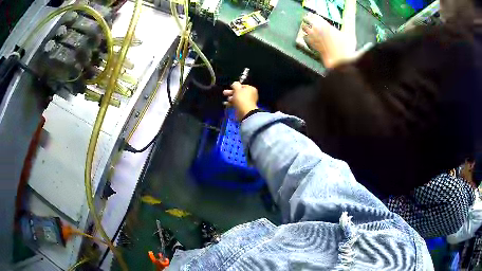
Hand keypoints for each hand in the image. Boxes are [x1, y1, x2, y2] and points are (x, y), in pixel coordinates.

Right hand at [223, 82, 258, 120]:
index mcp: (251, 89)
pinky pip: (237, 104)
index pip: (242, 86)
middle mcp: (250, 95)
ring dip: (231, 98)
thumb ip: (235, 84)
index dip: (235, 86)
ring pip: (237, 98)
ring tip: (226, 99)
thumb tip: (234, 83)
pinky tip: (226, 103)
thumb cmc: (242, 98)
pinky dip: (232, 103)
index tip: (230, 87)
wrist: (245, 112)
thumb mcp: (237, 89)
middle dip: (231, 92)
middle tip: (224, 92)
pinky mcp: (244, 107)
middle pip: (239, 92)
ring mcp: (247, 102)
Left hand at [302, 14, 356, 68]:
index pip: (315, 16)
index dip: (314, 15)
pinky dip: (305, 36)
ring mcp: (314, 38)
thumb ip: (349, 23)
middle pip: (307, 20)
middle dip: (308, 19)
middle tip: (309, 19)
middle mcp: (317, 30)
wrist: (340, 63)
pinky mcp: (312, 45)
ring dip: (305, 26)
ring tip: (307, 27)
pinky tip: (307, 37)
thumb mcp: (349, 34)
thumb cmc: (346, 49)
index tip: (315, 15)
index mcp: (325, 25)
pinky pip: (305, 38)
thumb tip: (350, 15)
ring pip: (304, 28)